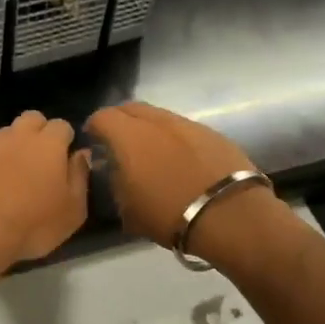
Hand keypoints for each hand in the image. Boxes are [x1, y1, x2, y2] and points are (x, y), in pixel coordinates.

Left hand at [0, 111, 90, 273]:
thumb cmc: (33, 223)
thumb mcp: (73, 210)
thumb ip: (80, 177)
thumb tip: (82, 154)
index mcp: (48, 144)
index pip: (62, 125)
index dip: (67, 139)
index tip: (68, 158)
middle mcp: (18, 138)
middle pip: (31, 118)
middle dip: (40, 131)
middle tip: (44, 159)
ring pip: (6, 133)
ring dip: (15, 144)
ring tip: (18, 171)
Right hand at [85, 102, 280, 252]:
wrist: (230, 215)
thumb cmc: (170, 215)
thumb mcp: (128, 210)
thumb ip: (116, 182)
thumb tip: (115, 169)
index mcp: (129, 137)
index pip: (102, 117)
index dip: (94, 127)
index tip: (94, 141)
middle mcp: (157, 122)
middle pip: (131, 108)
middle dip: (121, 120)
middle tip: (119, 141)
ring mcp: (187, 124)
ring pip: (159, 116)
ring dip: (149, 127)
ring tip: (151, 150)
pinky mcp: (212, 133)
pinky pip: (183, 128)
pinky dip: (174, 137)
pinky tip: (179, 158)